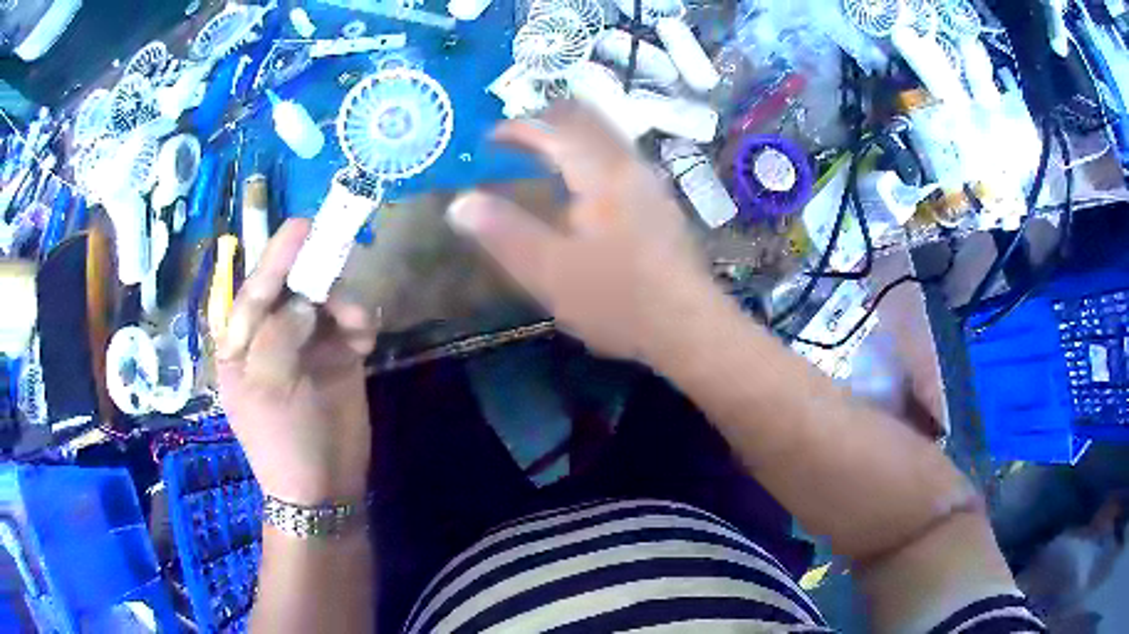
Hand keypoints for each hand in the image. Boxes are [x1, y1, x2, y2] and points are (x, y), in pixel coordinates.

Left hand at [216, 219, 378, 503]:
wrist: (323, 488)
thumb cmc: (282, 441)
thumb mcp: (266, 390)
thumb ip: (277, 337)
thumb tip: (306, 303)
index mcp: (242, 341)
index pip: (255, 290)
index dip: (277, 257)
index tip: (303, 225)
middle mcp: (273, 334)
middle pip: (293, 286)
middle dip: (316, 272)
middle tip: (340, 255)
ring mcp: (308, 343)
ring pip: (327, 300)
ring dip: (344, 301)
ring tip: (356, 323)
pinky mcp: (340, 354)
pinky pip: (352, 323)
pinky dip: (360, 322)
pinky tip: (365, 338)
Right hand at [447, 103, 715, 361]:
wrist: (689, 327)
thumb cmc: (618, 299)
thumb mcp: (550, 272)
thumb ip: (503, 233)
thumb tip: (459, 203)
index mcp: (600, 173)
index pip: (553, 129)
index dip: (516, 128)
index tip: (489, 139)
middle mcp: (629, 165)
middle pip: (588, 118)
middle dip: (547, 120)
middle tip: (516, 139)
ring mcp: (651, 183)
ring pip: (608, 137)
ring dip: (573, 136)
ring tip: (543, 159)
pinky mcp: (661, 205)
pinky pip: (620, 159)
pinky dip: (592, 156)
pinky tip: (584, 190)